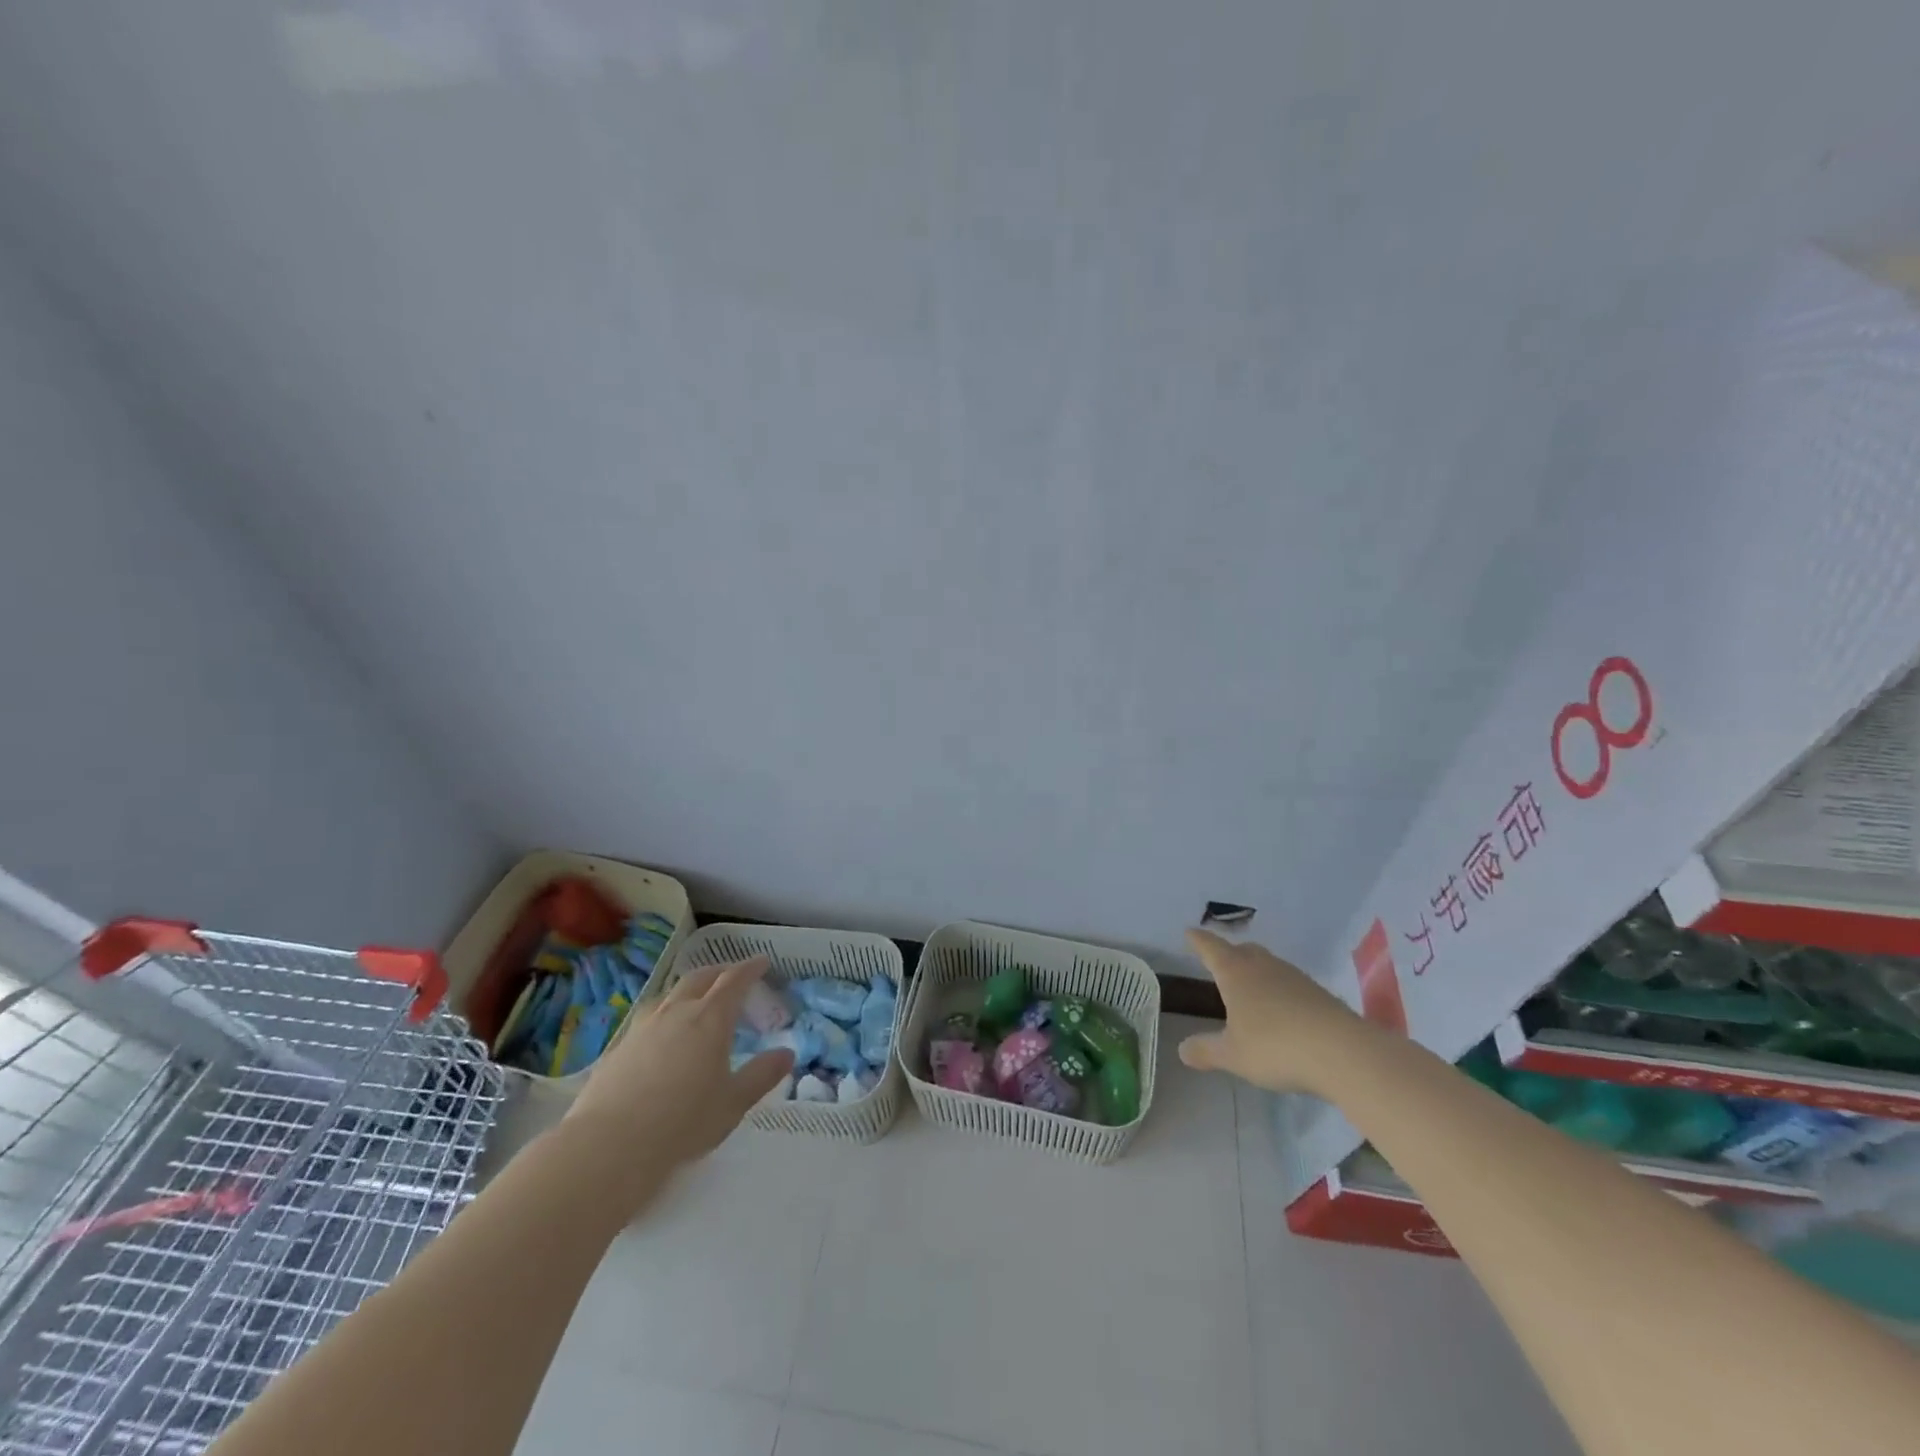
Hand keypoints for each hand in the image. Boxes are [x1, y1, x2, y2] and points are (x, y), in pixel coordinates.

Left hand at [566, 956, 794, 1175]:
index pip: (734, 980)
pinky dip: (665, 1015)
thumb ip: (761, 1075)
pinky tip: (662, 1035)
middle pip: (700, 978)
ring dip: (689, 990)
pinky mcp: (618, 1048)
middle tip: (732, 975)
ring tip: (696, 1000)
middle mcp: (677, 1012)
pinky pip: (649, 1018)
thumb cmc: (683, 1123)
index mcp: (711, 1019)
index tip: (762, 962)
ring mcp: (643, 1027)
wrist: (609, 1146)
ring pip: (670, 995)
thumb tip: (787, 1053)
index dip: (750, 968)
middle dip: (720, 972)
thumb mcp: (733, 1103)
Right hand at [1177, 929, 1376, 1094]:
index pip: (1210, 948)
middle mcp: (1263, 966)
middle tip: (1219, 961)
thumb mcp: (1233, 1055)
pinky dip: (1279, 990)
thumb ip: (1206, 1050)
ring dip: (1256, 971)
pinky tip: (1281, 1010)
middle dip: (1229, 953)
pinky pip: (1290, 983)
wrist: (1343, 1052)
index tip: (1189, 932)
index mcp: (1235, 973)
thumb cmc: (1275, 1047)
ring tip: (1250, 987)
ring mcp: (1295, 977)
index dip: (1198, 940)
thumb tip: (1182, 1049)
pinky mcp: (1320, 994)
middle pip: (1242, 950)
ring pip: (1268, 964)